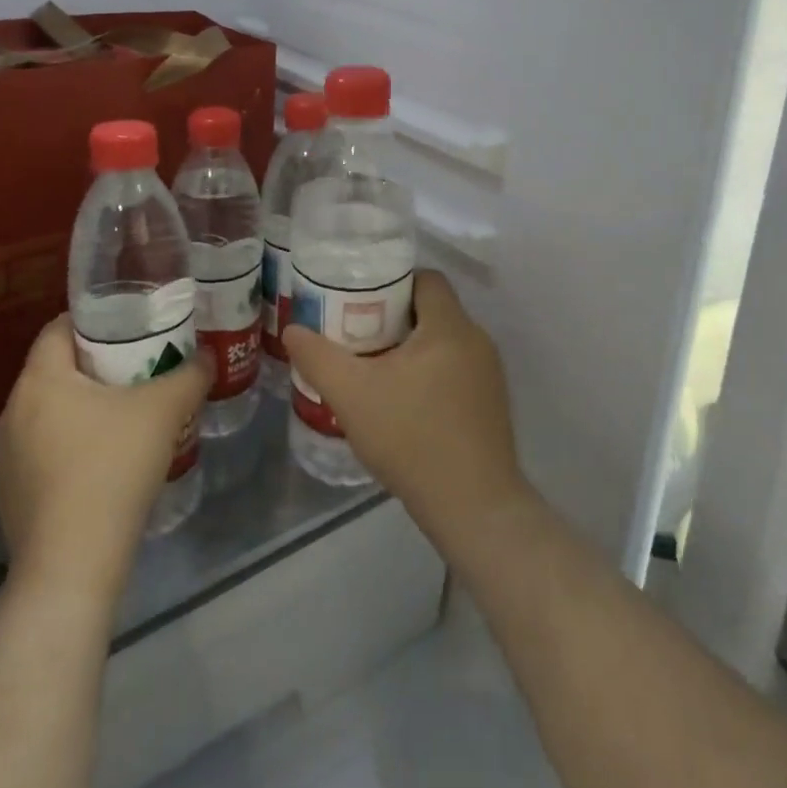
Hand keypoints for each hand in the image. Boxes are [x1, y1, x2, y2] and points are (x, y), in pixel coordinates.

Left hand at [0, 314, 208, 600]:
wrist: (72, 566)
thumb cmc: (113, 468)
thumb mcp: (165, 410)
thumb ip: (190, 374)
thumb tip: (206, 356)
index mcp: (40, 380)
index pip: (60, 328)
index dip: (96, 320)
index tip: (132, 326)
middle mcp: (13, 411)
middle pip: (58, 369)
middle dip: (99, 364)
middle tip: (142, 366)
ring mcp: (7, 457)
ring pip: (52, 411)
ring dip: (86, 406)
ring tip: (129, 414)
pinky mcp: (11, 494)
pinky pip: (46, 449)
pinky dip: (74, 443)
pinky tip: (108, 463)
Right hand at [283, 271, 529, 546]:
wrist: (473, 507)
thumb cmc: (412, 438)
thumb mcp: (352, 395)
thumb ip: (318, 358)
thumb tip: (293, 329)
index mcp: (449, 326)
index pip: (425, 279)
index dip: (392, 282)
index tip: (360, 302)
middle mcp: (477, 340)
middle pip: (433, 310)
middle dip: (394, 319)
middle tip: (358, 337)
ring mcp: (490, 374)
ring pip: (444, 343)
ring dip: (412, 349)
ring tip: (375, 370)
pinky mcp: (493, 404)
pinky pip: (457, 370)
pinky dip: (431, 374)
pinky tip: (405, 404)